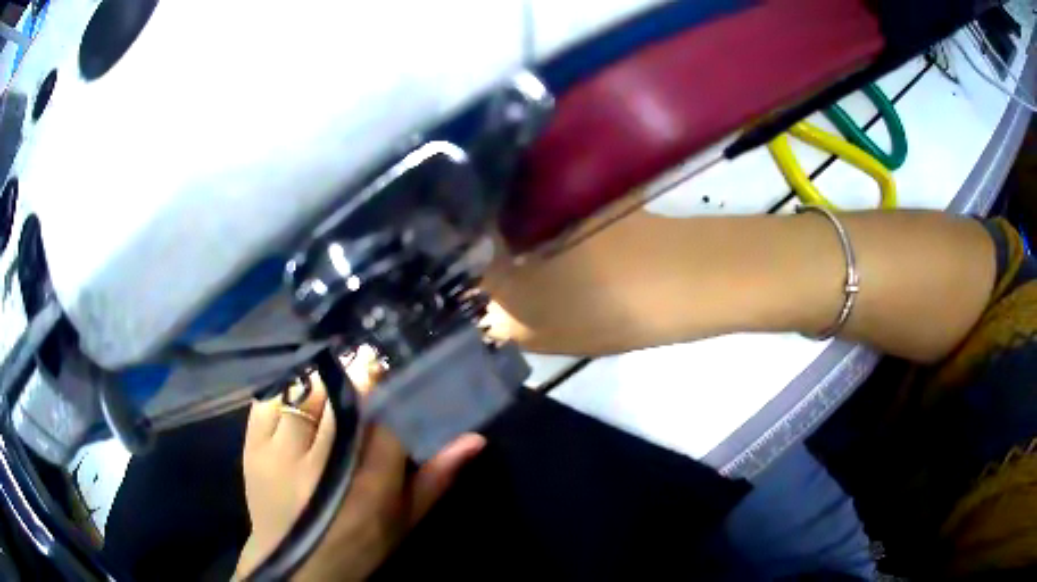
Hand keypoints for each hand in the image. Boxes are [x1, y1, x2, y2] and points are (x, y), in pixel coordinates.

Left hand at [236, 368, 485, 580]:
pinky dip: (291, 391)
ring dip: (326, 383)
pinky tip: (303, 401)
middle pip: (344, 396)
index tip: (400, 370)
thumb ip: (437, 478)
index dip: (394, 386)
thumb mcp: (405, 521)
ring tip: (336, 389)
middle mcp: (319, 464)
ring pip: (308, 389)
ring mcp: (278, 451)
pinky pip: (273, 397)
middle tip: (370, 368)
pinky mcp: (253, 444)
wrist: (295, 565)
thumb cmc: (358, 545)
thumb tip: (475, 439)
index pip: (386, 417)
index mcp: (367, 487)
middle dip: (360, 377)